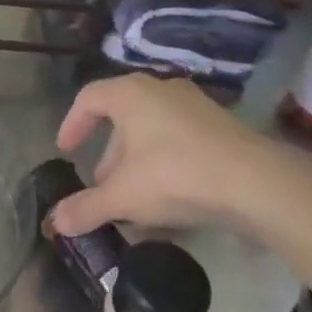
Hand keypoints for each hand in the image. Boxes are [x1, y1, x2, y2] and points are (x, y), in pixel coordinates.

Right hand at [48, 74, 311, 240]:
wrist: (256, 182)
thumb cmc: (176, 175)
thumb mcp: (123, 196)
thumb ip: (86, 208)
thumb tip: (55, 223)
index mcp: (130, 93)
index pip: (88, 98)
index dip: (72, 124)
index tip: (66, 151)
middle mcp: (160, 88)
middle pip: (122, 117)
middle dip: (109, 155)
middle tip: (103, 186)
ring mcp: (194, 105)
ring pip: (152, 129)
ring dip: (137, 161)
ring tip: (136, 199)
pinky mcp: (220, 125)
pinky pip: (179, 139)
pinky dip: (164, 162)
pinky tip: (169, 198)